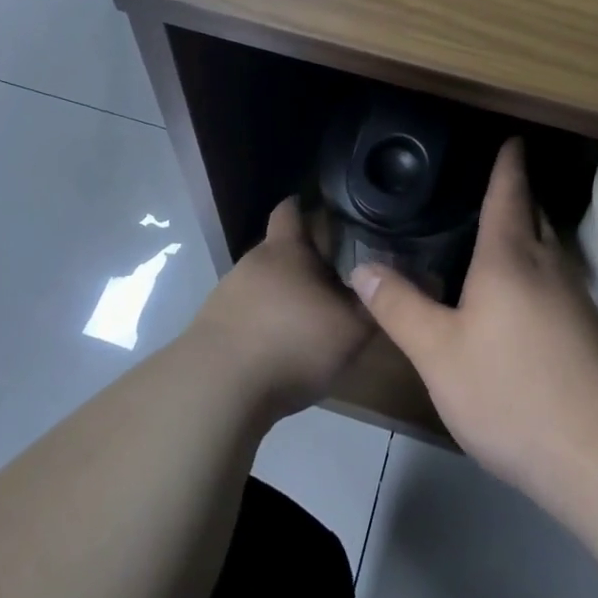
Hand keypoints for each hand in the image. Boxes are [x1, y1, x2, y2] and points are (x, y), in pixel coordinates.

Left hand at [190, 196, 373, 420]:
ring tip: (308, 322)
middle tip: (334, 280)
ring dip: (283, 298)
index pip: (291, 210)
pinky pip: (246, 316)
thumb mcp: (350, 330)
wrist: (217, 390)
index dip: (306, 207)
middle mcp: (252, 263)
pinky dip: (264, 326)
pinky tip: (279, 350)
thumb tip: (385, 286)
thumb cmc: (291, 344)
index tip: (327, 213)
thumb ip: (371, 306)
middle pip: (279, 251)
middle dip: (303, 263)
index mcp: (285, 250)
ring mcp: (227, 294)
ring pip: (263, 285)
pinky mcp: (212, 328)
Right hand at [349, 139, 597, 497]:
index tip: (511, 138)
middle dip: (518, 194)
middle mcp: (548, 265)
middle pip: (534, 214)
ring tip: (498, 234)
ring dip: (528, 232)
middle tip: (490, 182)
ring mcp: (576, 299)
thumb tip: (362, 266)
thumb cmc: (511, 392)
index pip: (508, 192)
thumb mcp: (438, 353)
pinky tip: (521, 297)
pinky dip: (538, 269)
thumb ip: (400, 307)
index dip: (507, 162)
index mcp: (509, 257)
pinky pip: (558, 280)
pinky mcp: (591, 332)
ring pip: (549, 249)